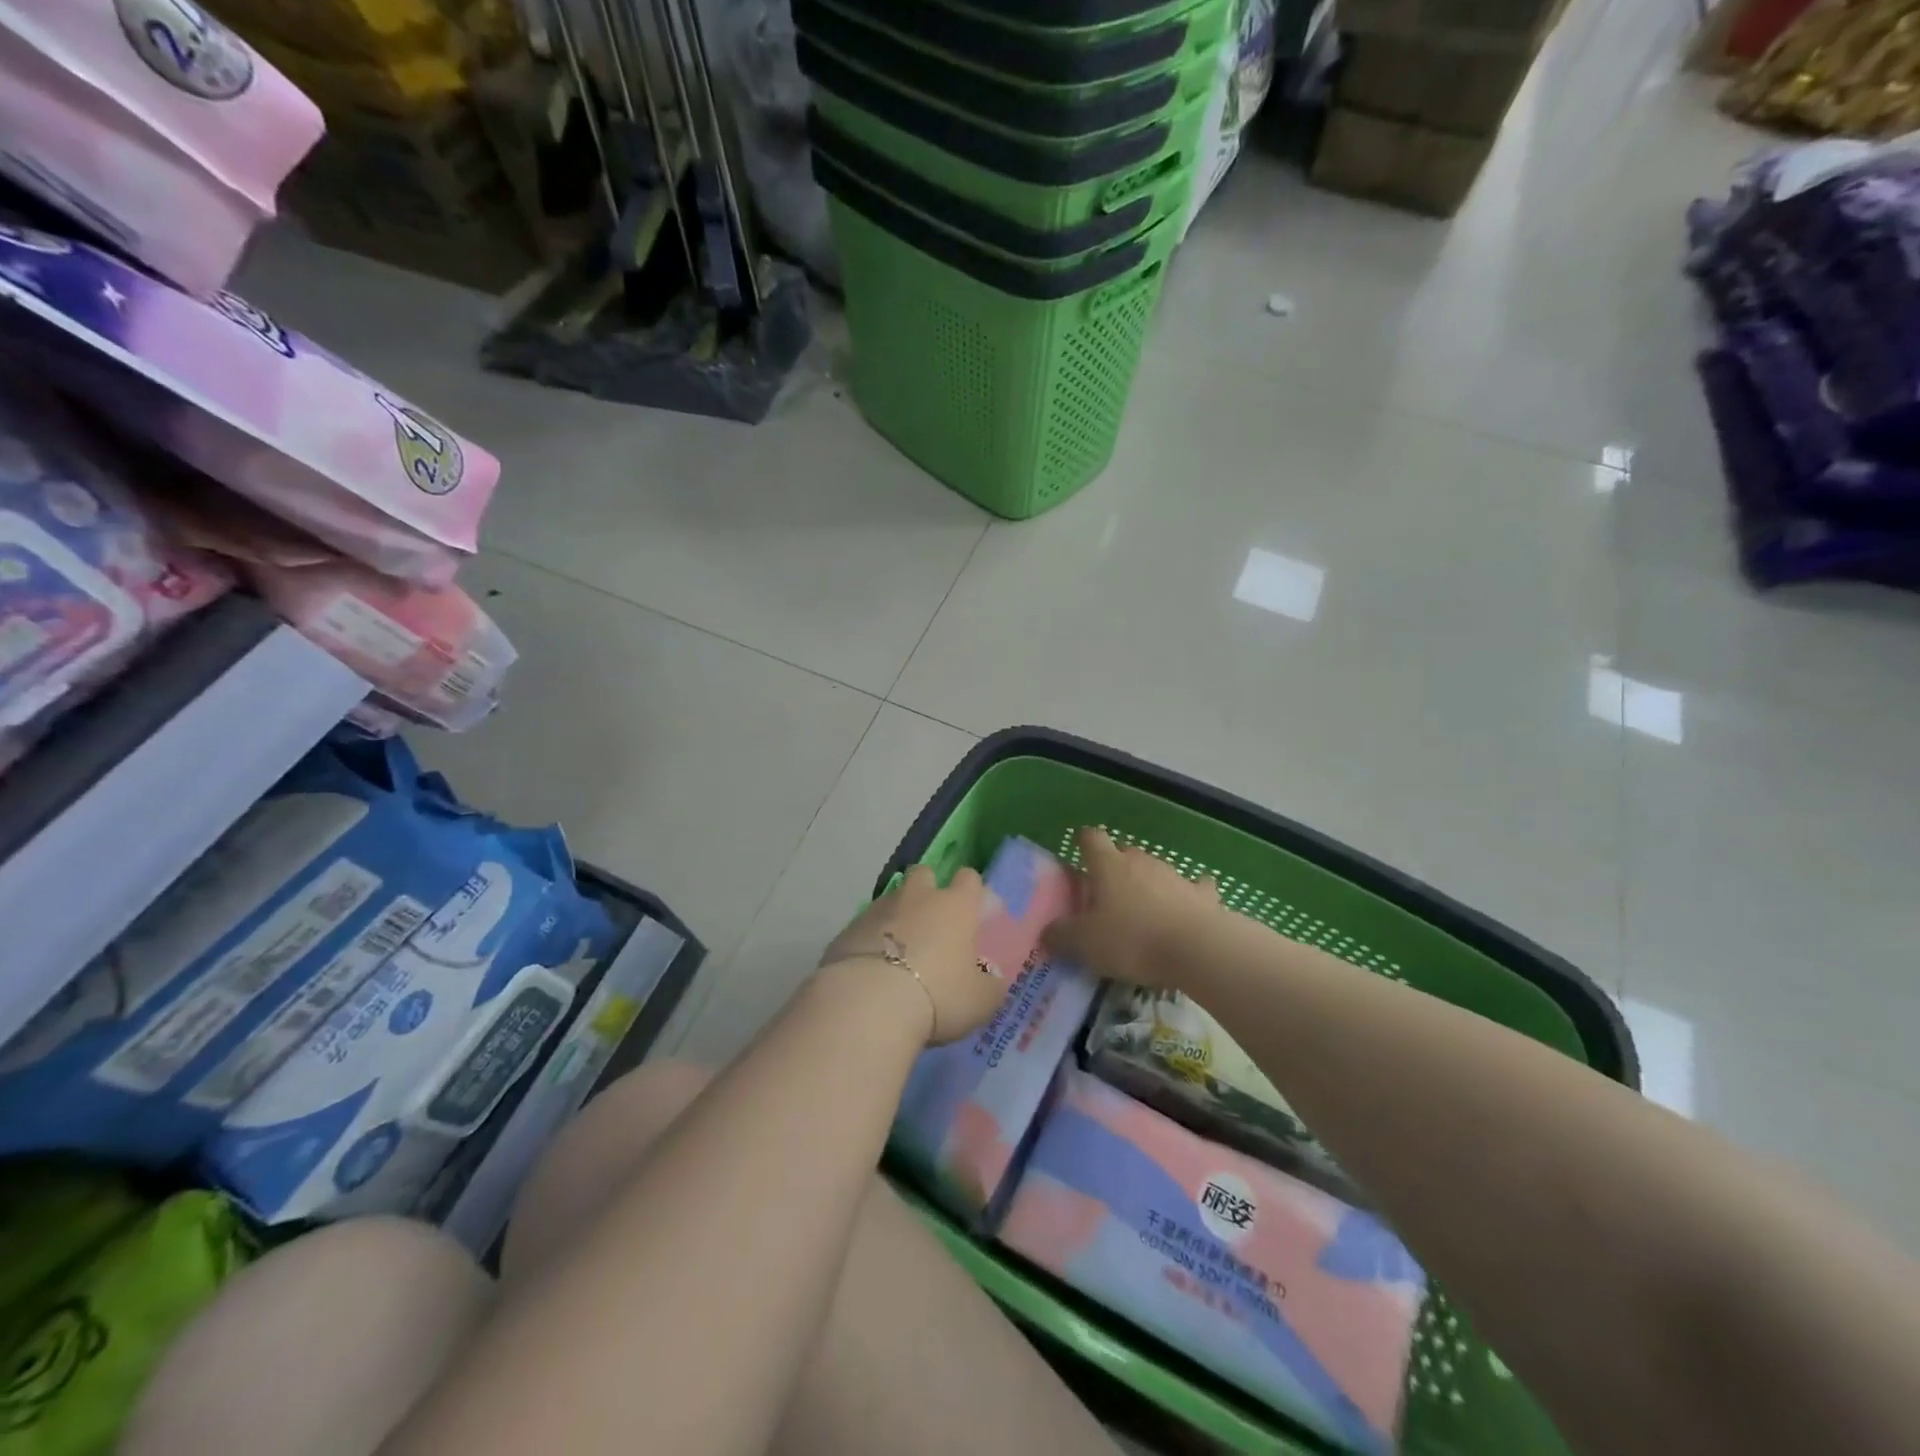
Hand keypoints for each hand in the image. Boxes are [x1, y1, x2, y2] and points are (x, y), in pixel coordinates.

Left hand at [819, 864, 1007, 1045]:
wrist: (870, 1003)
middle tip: (931, 923)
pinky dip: (870, 940)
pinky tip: (871, 969)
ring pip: (891, 900)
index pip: (969, 878)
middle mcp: (917, 897)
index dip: (971, 890)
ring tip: (898, 952)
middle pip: (924, 873)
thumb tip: (988, 975)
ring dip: (896, 917)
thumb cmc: (939, 996)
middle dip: (927, 890)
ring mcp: (878, 910)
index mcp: (955, 906)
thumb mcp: (982, 1000)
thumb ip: (988, 983)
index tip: (971, 911)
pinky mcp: (847, 929)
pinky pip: (864, 927)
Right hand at [1042, 827, 1221, 988]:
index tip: (1079, 850)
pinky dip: (1187, 894)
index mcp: (1108, 865)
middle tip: (1105, 896)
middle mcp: (1140, 861)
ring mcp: (1174, 875)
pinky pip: (1193, 887)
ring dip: (1146, 884)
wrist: (1197, 950)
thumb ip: (1061, 935)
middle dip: (1114, 869)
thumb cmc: (1132, 939)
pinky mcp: (1202, 894)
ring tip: (1141, 912)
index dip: (1084, 842)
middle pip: (1123, 853)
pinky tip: (1186, 906)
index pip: (1092, 838)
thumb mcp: (1084, 943)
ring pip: (1154, 870)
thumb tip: (1046, 932)